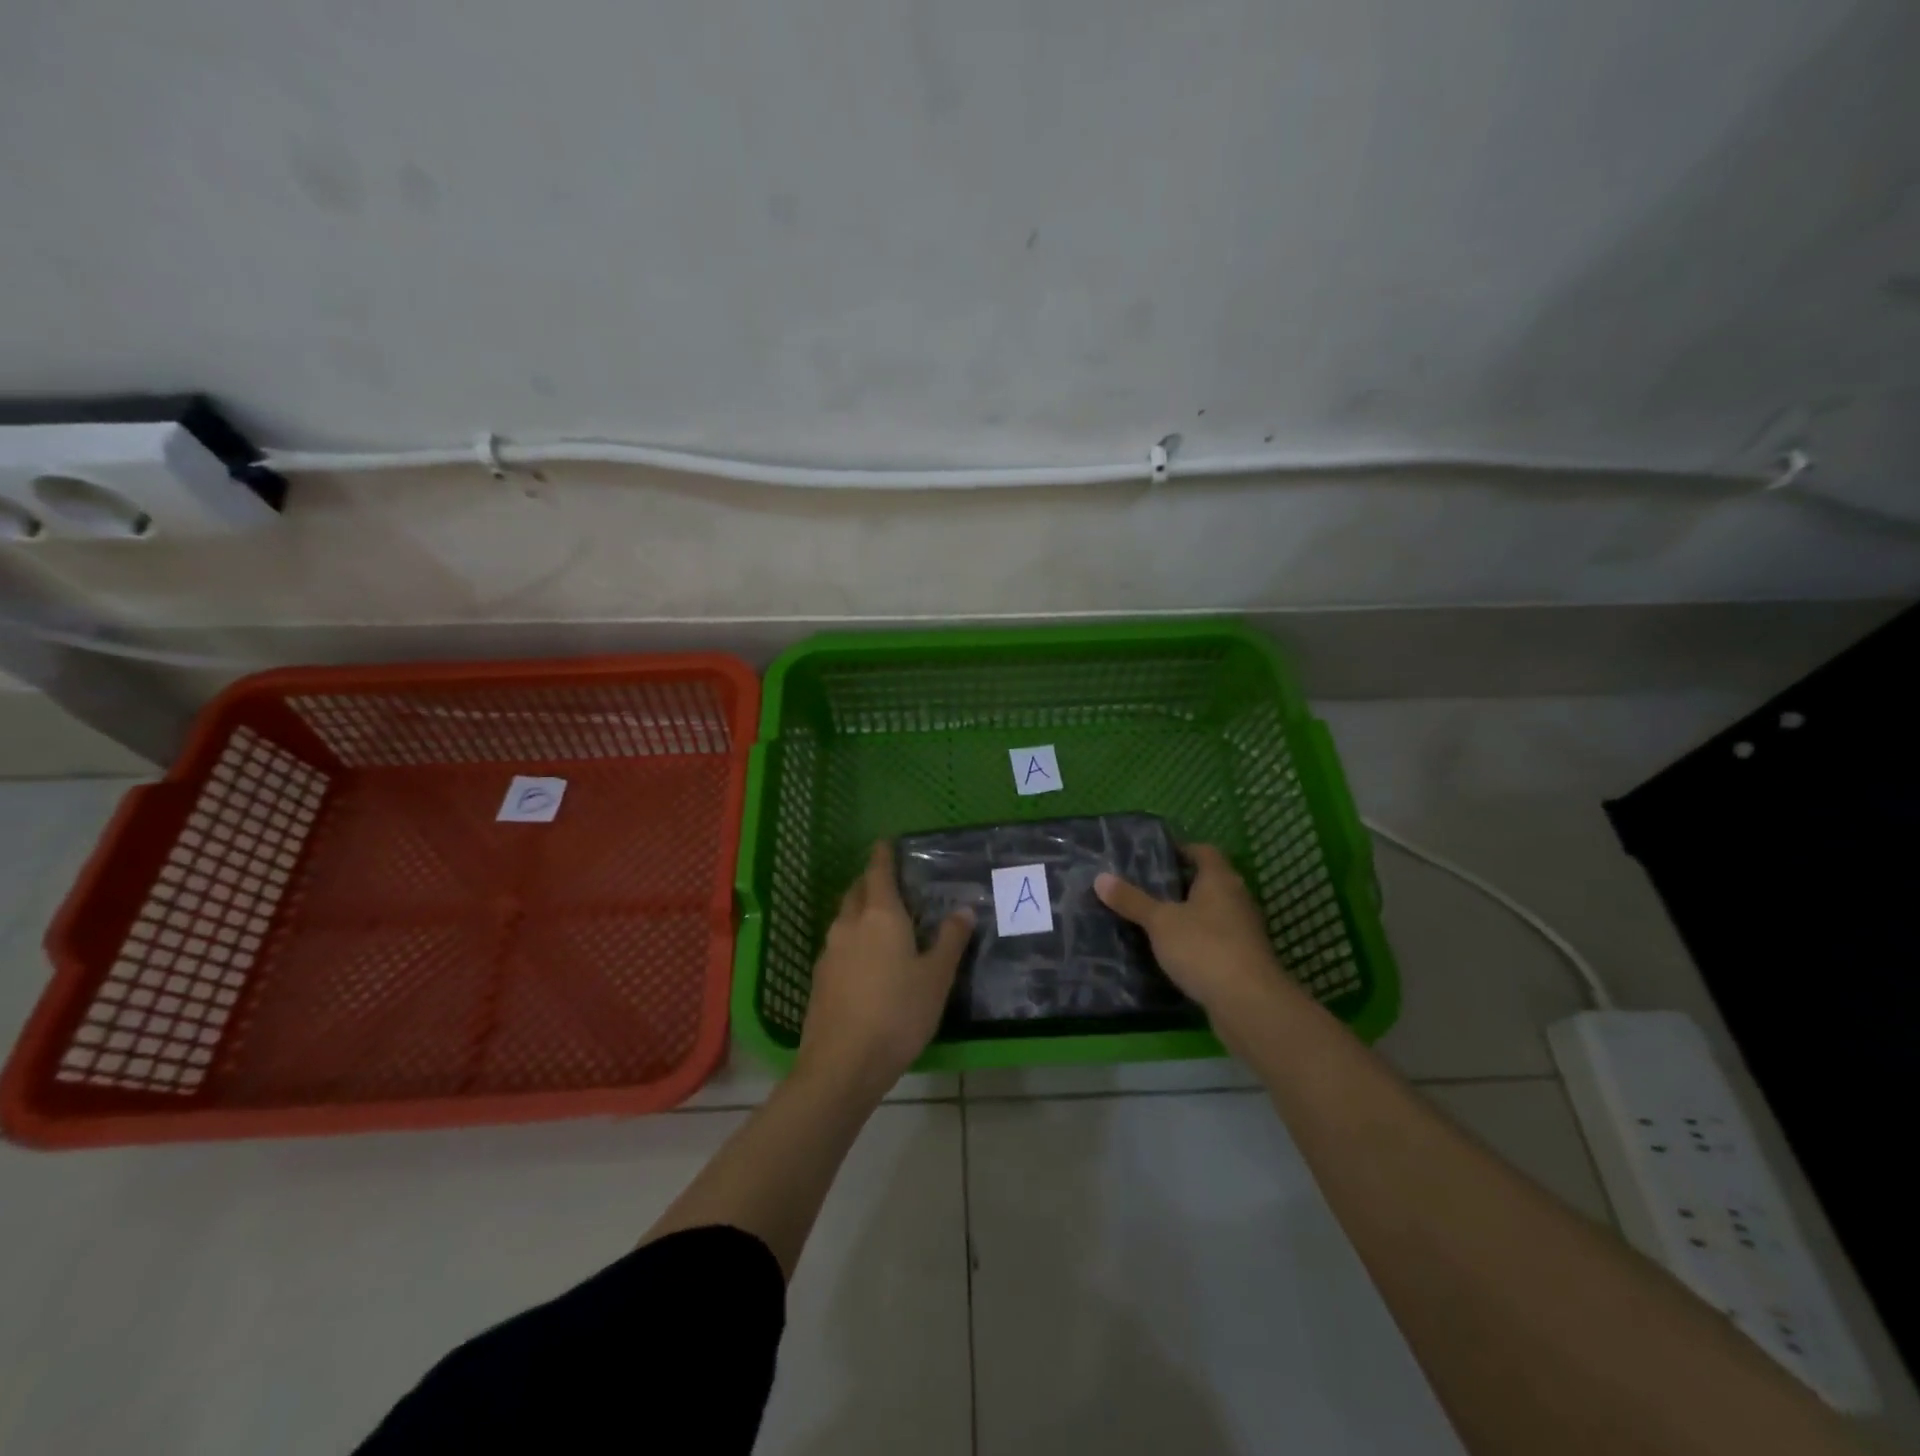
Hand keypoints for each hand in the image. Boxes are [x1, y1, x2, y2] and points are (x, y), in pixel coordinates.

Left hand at [797, 842, 973, 1096]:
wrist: (842, 1063)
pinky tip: (865, 960)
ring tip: (880, 921)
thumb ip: (950, 940)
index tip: (885, 842)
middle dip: (870, 881)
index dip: (882, 855)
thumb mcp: (936, 978)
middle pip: (857, 891)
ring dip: (859, 910)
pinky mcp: (819, 977)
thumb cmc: (898, 1014)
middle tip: (889, 883)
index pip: (878, 872)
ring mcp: (829, 951)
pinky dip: (852, 938)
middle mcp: (849, 924)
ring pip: (844, 917)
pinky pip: (838, 944)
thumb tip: (963, 910)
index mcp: (881, 916)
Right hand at [1095, 844, 1294, 1015]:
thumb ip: (1132, 900)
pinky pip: (1217, 939)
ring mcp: (1245, 930)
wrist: (1248, 1003)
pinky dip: (1197, 940)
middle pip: (1209, 881)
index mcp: (1220, 879)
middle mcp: (1237, 898)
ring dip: (1189, 914)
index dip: (1181, 850)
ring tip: (1155, 920)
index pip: (1204, 851)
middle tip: (1147, 888)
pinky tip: (1174, 952)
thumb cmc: (1203, 948)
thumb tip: (1100, 877)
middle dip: (1181, 884)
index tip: (1154, 857)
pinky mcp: (1244, 958)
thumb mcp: (1160, 922)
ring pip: (1213, 912)